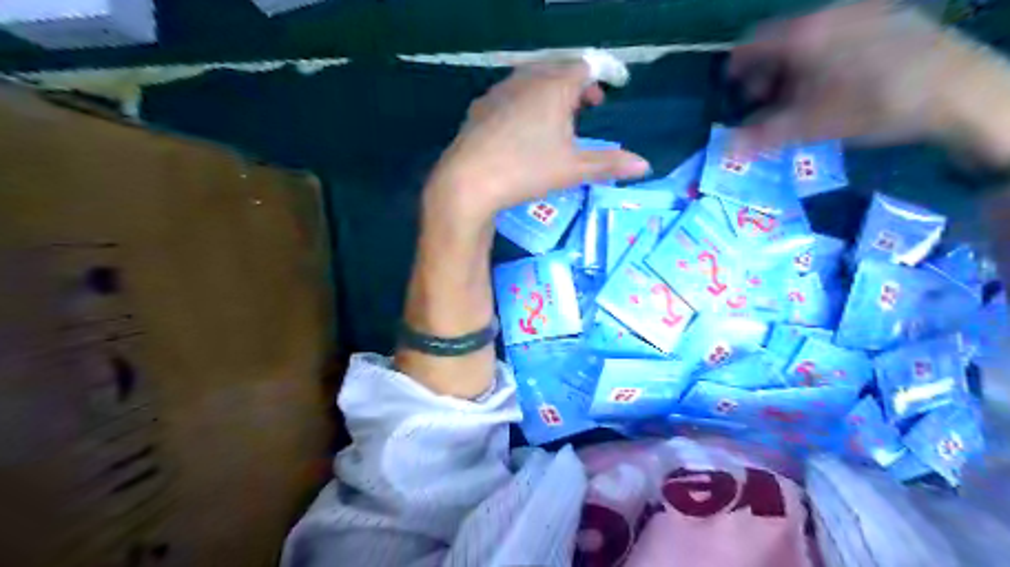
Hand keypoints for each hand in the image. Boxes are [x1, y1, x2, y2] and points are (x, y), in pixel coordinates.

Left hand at [424, 62, 645, 226]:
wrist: (468, 181)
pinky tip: (522, 128)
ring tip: (556, 119)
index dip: (600, 77)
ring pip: (531, 80)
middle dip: (575, 85)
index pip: (584, 68)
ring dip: (549, 92)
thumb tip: (645, 165)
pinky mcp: (480, 108)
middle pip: (557, 69)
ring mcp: (499, 92)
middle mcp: (526, 80)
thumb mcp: (573, 169)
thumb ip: (609, 164)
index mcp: (554, 87)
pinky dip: (524, 103)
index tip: (607, 94)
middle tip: (586, 108)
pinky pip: (509, 94)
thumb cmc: (526, 170)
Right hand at [730, 1, 991, 149]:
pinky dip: (823, 58)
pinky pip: (839, 35)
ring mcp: (862, 12)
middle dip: (766, 71)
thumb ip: (762, 136)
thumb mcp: (809, 126)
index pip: (752, 43)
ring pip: (812, 38)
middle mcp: (829, 15)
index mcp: (803, 36)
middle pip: (781, 40)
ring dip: (794, 67)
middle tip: (764, 100)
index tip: (732, 87)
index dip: (737, 66)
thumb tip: (727, 150)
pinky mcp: (889, 18)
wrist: (957, 88)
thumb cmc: (871, 105)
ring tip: (799, 97)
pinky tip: (833, 83)